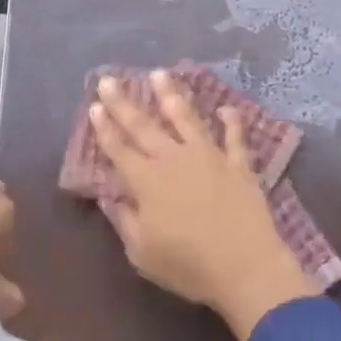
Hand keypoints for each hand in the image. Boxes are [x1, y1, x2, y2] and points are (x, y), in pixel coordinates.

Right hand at [91, 72, 317, 340]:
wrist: (245, 267)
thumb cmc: (188, 265)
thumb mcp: (142, 252)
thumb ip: (124, 220)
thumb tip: (110, 197)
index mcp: (146, 181)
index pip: (119, 149)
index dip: (105, 127)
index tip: (95, 104)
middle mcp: (174, 159)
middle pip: (144, 126)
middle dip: (123, 102)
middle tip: (109, 79)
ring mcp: (208, 156)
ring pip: (186, 118)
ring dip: (171, 95)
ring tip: (160, 73)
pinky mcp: (238, 164)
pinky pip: (234, 138)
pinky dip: (231, 122)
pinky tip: (227, 108)